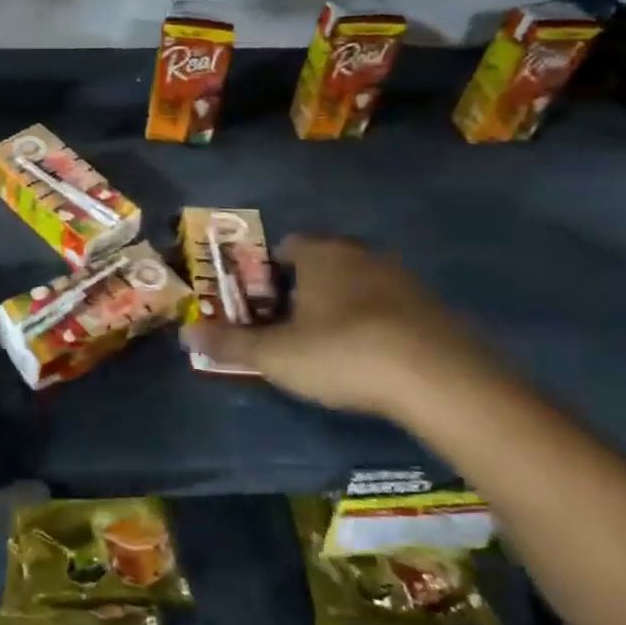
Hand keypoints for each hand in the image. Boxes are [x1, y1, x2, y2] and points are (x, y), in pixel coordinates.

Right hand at [181, 235, 505, 426]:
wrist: (440, 379)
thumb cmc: (343, 353)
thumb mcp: (275, 355)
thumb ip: (229, 343)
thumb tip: (185, 332)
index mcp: (321, 254)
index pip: (288, 245)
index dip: (269, 269)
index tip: (261, 299)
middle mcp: (361, 255)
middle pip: (325, 261)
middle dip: (306, 286)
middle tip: (290, 322)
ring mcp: (403, 279)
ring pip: (360, 282)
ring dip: (344, 304)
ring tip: (331, 343)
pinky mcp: (434, 308)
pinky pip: (392, 307)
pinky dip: (378, 323)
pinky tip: (374, 357)